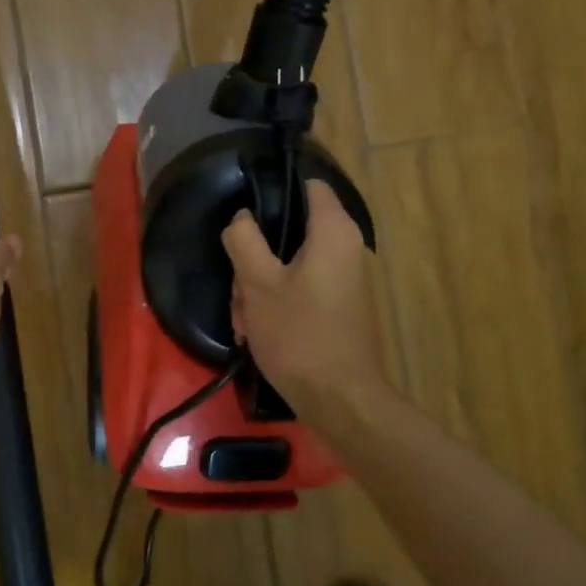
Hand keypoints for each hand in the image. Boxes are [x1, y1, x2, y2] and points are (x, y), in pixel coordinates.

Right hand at [222, 179, 390, 425]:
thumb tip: (241, 217)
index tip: (245, 212)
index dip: (275, 189)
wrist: (341, 400)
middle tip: (239, 290)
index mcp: (333, 231)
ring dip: (259, 288)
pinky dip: (277, 304)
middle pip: (290, 231)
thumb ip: (244, 240)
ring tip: (245, 321)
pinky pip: (301, 289)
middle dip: (256, 258)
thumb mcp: (258, 284)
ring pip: (289, 265)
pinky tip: (257, 332)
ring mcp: (344, 279)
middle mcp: (346, 247)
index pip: (309, 185)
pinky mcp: (339, 306)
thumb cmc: (299, 335)